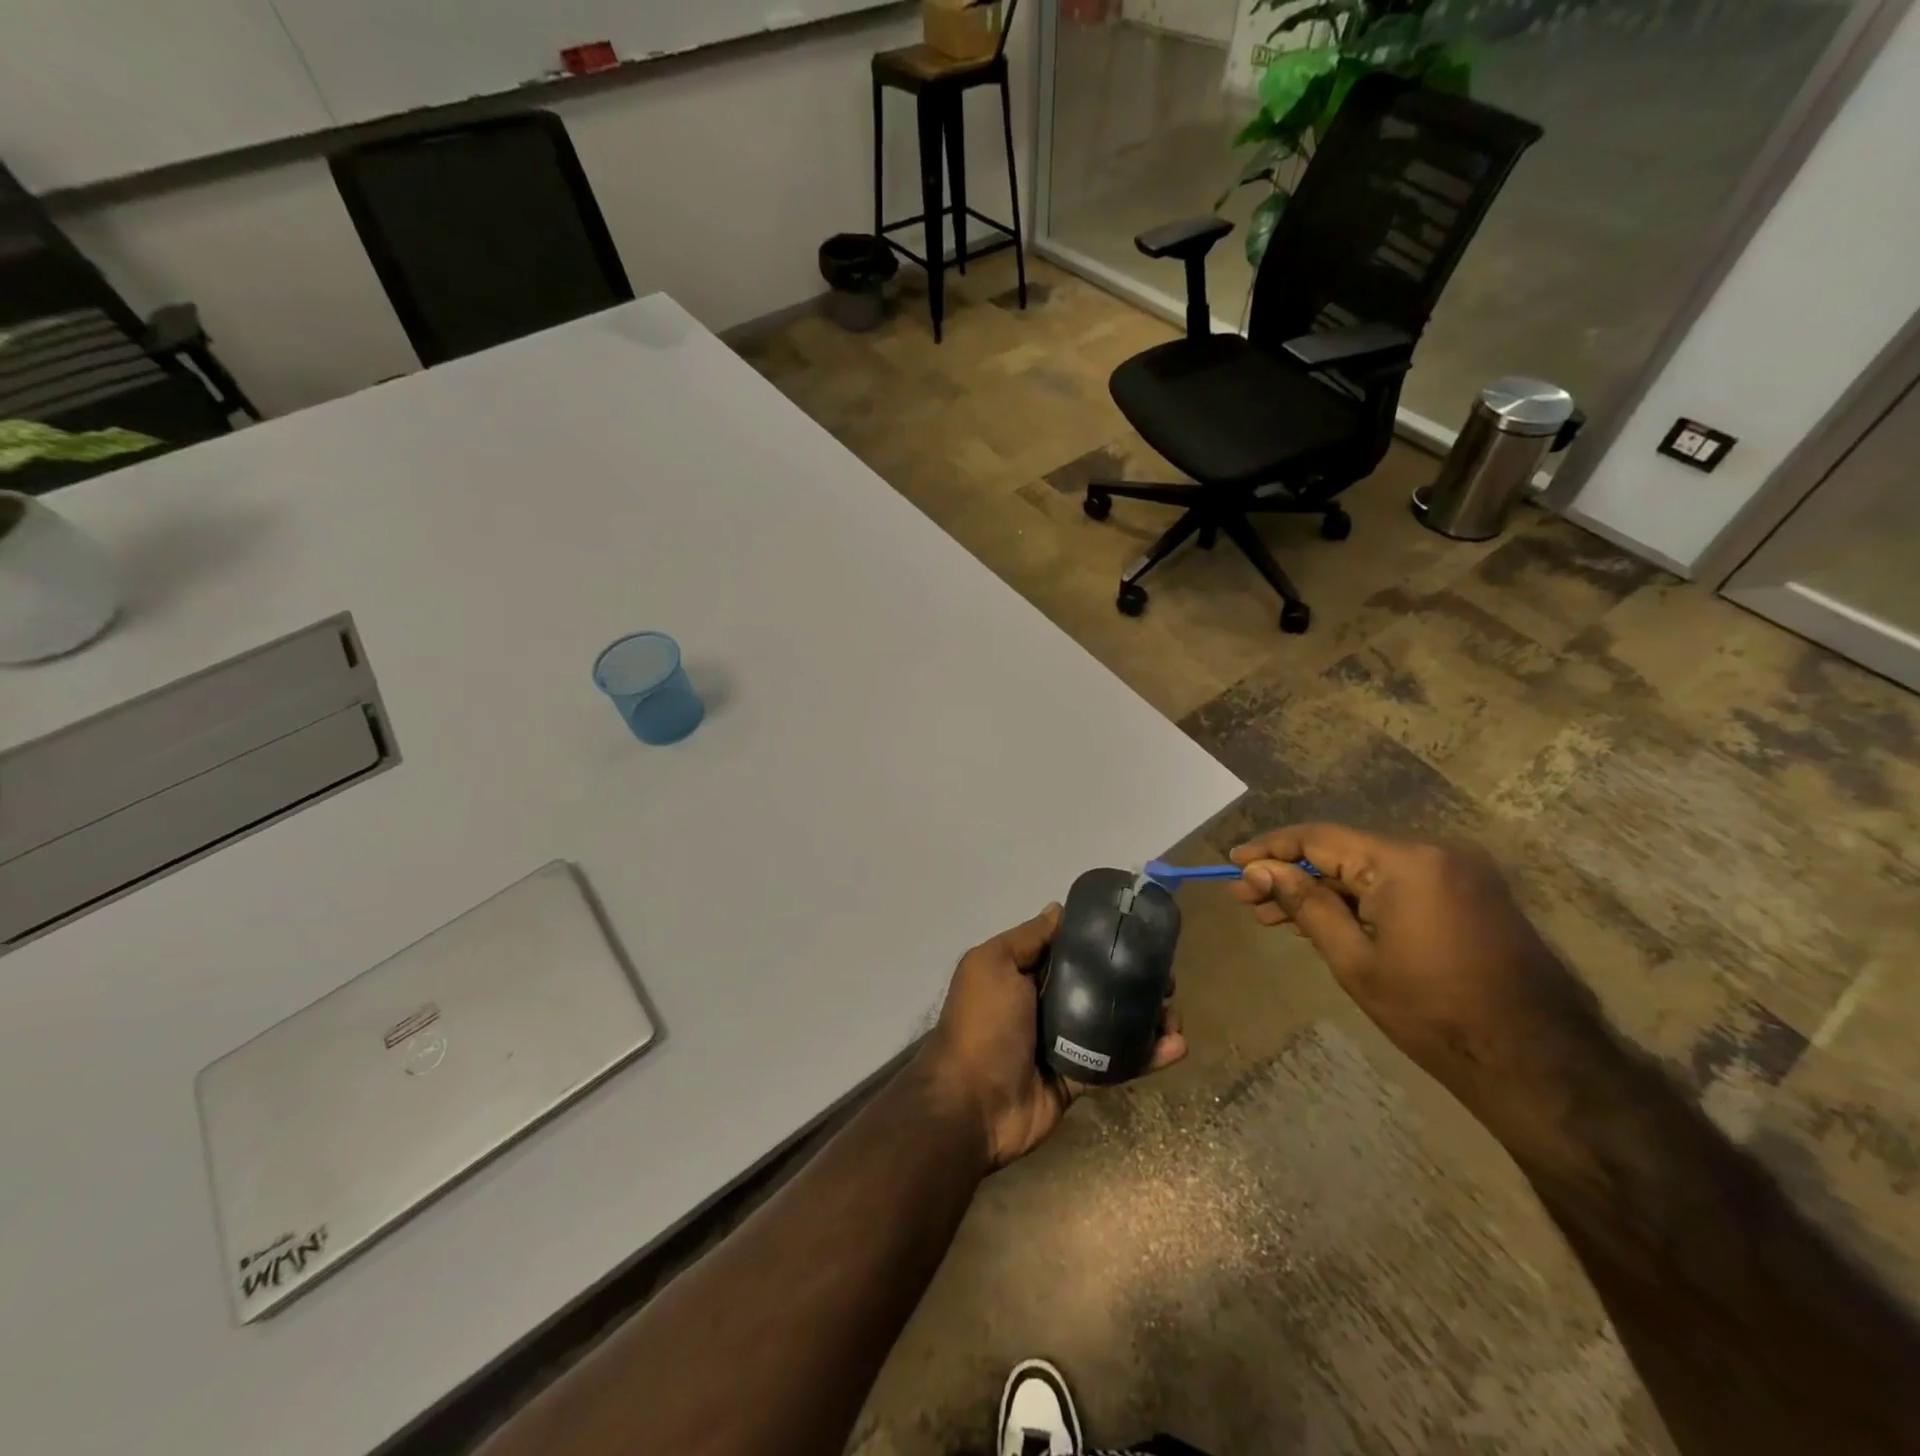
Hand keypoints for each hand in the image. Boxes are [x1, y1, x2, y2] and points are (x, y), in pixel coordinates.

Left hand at [917, 904, 1185, 1168]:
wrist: (972, 1105)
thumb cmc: (982, 1024)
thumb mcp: (993, 965)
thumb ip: (1027, 939)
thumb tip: (1058, 909)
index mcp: (1024, 975)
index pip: (1070, 950)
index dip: (1101, 941)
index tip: (1138, 933)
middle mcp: (1046, 1004)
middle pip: (1098, 985)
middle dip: (1133, 979)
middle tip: (1165, 978)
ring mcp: (1065, 1043)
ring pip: (1115, 1023)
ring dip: (1148, 1017)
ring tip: (1175, 1013)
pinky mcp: (1081, 1078)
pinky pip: (1119, 1063)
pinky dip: (1149, 1055)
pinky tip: (1177, 1046)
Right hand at [1228, 824, 1594, 1098]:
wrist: (1540, 1065)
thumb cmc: (1434, 1015)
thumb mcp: (1355, 961)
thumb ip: (1305, 905)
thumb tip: (1259, 870)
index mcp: (1406, 862)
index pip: (1319, 839)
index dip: (1270, 849)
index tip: (1232, 862)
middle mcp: (1434, 853)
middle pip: (1343, 853)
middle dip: (1291, 875)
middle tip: (1246, 900)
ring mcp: (1458, 873)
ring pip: (1368, 871)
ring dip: (1322, 891)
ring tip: (1272, 916)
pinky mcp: (1471, 895)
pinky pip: (1398, 885)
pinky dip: (1358, 901)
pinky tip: (1323, 920)